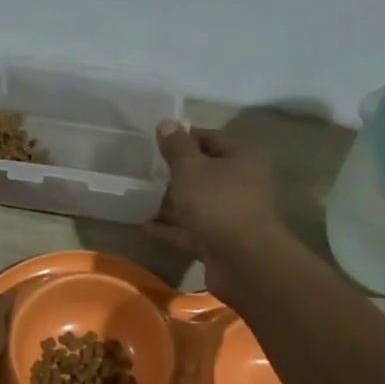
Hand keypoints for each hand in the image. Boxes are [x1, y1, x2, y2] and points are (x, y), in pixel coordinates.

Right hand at [143, 121, 284, 295]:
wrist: (243, 261)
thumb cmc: (218, 203)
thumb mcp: (191, 169)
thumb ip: (177, 147)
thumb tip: (167, 122)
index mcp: (241, 160)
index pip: (213, 138)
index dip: (187, 136)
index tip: (159, 138)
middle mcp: (240, 186)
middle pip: (206, 173)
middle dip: (178, 172)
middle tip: (146, 168)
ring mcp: (230, 217)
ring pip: (197, 204)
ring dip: (172, 202)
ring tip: (140, 196)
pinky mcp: (219, 244)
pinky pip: (190, 232)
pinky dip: (170, 229)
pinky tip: (144, 226)